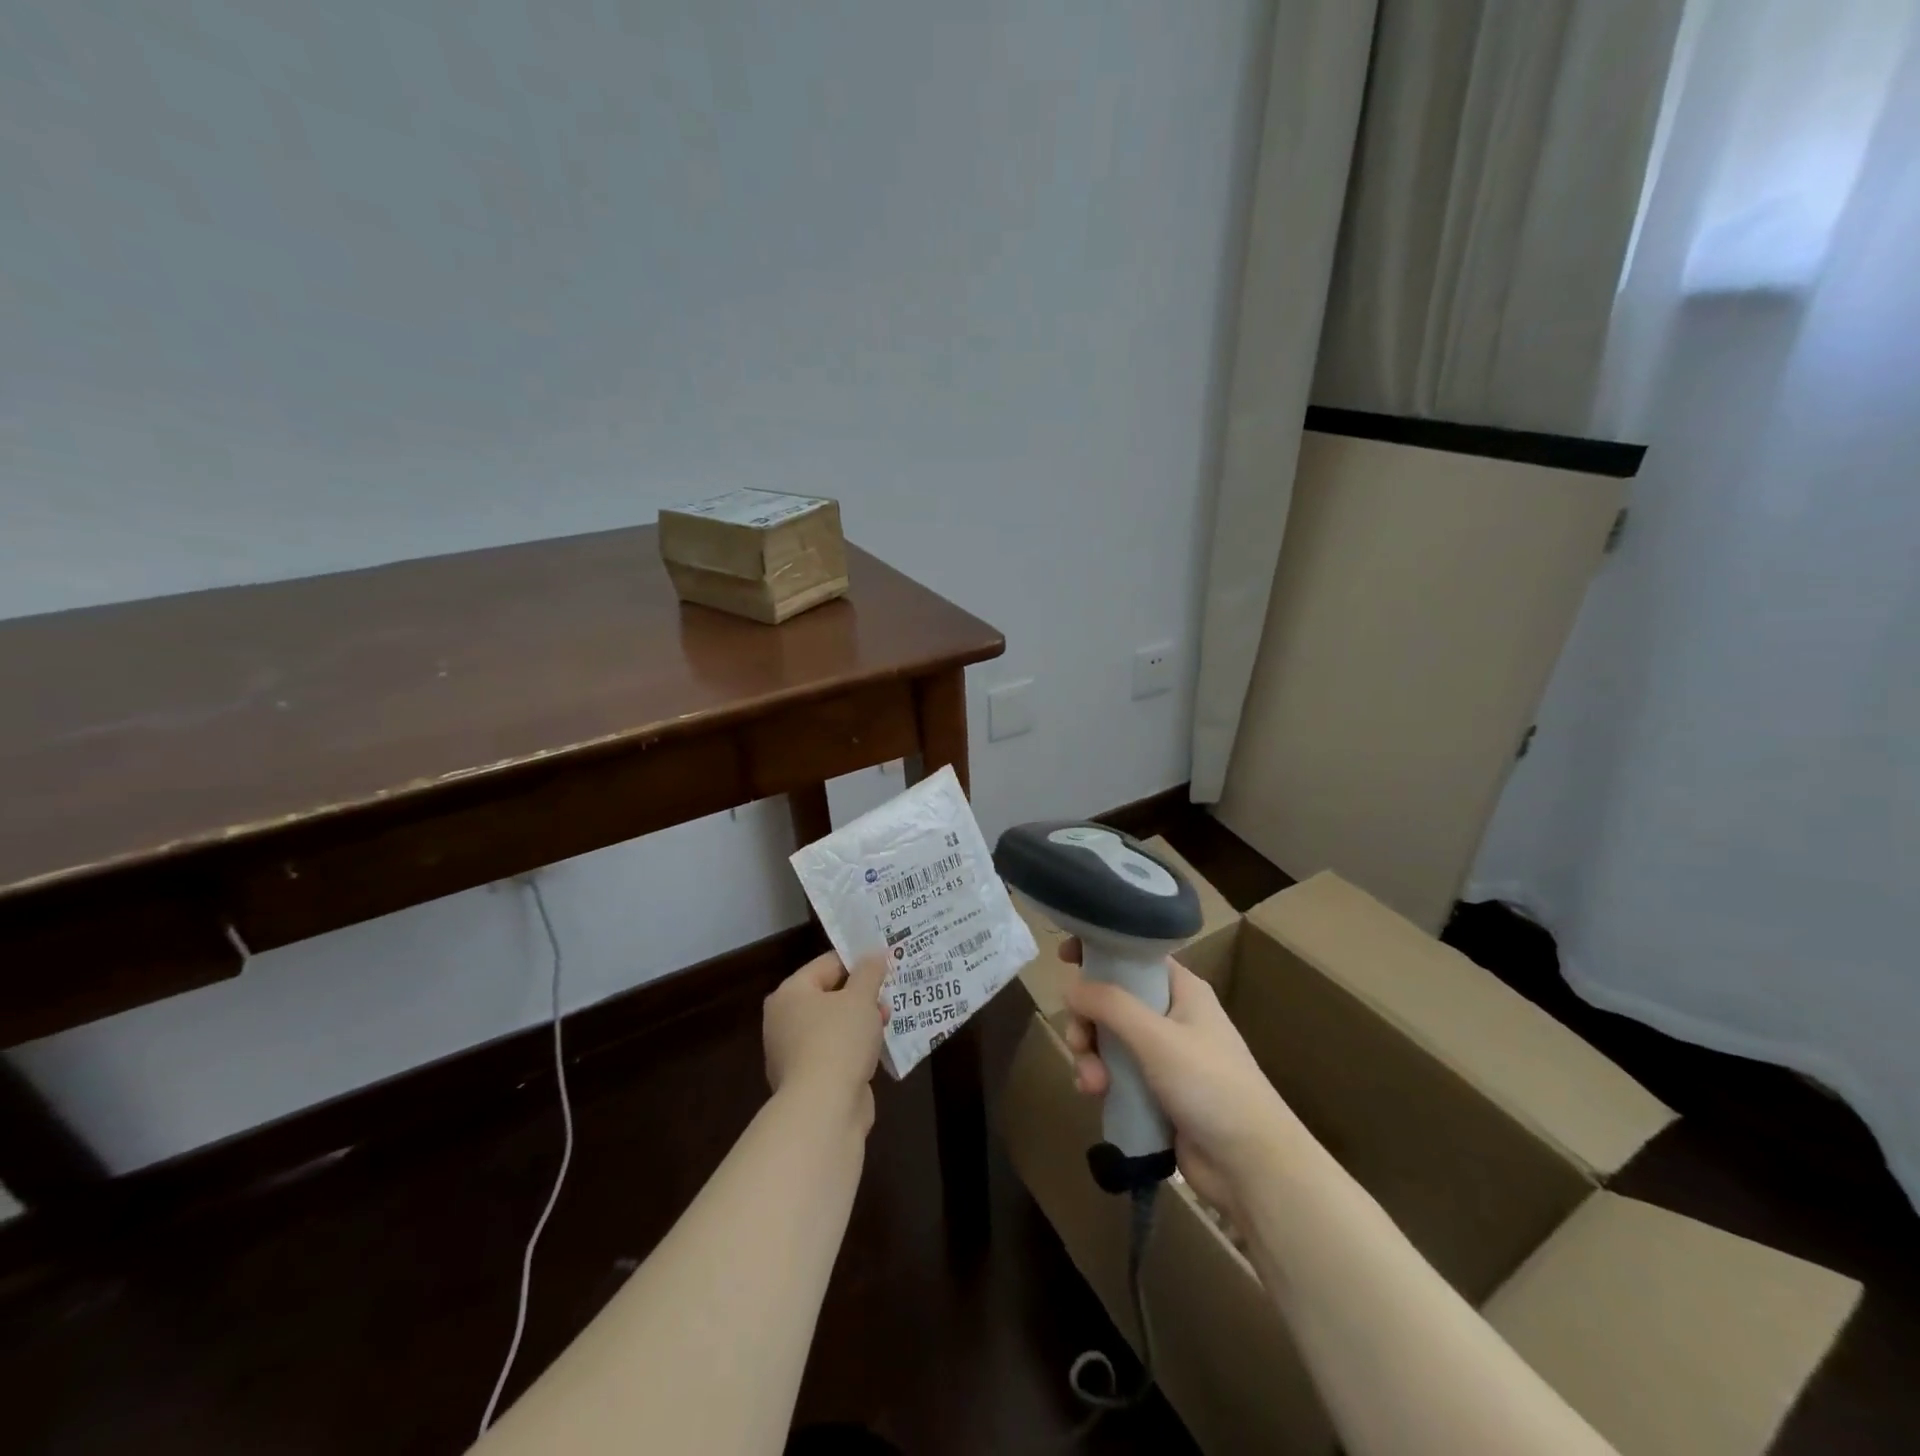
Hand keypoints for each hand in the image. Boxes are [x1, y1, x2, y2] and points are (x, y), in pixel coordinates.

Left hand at [763, 951, 887, 1129]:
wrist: (824, 1109)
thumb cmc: (839, 1040)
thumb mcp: (861, 998)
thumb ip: (869, 972)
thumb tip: (874, 954)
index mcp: (790, 994)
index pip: (827, 964)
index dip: (858, 961)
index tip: (886, 963)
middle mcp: (784, 1020)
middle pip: (829, 995)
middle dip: (862, 995)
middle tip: (890, 993)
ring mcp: (794, 1053)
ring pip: (834, 1025)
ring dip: (861, 1022)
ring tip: (889, 1021)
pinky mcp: (808, 1080)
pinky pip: (836, 1052)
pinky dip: (855, 1048)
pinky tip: (878, 1049)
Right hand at [1060, 939, 1299, 1216]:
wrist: (1251, 1165)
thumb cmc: (1210, 1086)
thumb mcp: (1157, 1038)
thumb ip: (1111, 1006)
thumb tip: (1070, 987)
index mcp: (1182, 990)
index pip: (1134, 956)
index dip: (1100, 952)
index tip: (1064, 957)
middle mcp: (1172, 1016)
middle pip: (1113, 1000)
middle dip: (1088, 1020)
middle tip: (1079, 1042)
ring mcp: (1164, 1056)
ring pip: (1109, 1039)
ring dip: (1092, 1056)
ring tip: (1092, 1084)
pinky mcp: (1156, 1091)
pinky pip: (1116, 1073)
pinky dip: (1101, 1079)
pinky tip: (1095, 1096)